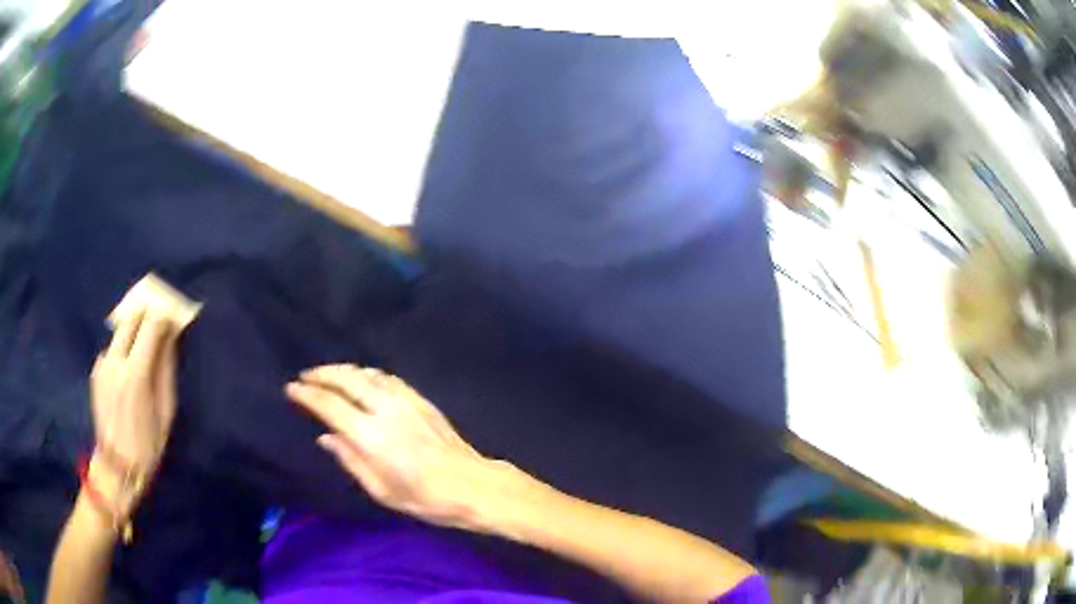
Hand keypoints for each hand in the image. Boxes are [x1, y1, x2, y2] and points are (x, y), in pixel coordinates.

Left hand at [90, 309, 177, 512]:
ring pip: (120, 333)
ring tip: (142, 352)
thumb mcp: (166, 411)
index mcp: (136, 372)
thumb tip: (169, 338)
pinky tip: (126, 373)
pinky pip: (112, 350)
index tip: (173, 320)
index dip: (164, 318)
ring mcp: (102, 364)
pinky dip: (122, 352)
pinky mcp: (95, 370)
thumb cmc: (148, 444)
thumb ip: (166, 369)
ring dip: (133, 335)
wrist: (117, 465)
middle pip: (131, 319)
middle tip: (158, 324)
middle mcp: (115, 360)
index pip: (151, 326)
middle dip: (146, 316)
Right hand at [287, 365, 509, 530]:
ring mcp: (405, 400)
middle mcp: (385, 409)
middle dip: (322, 374)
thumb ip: (350, 460)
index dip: (307, 394)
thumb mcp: (380, 490)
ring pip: (366, 373)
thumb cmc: (423, 497)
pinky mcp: (420, 399)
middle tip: (305, 376)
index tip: (291, 389)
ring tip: (327, 375)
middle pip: (346, 379)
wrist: (470, 485)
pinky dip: (367, 374)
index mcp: (370, 435)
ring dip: (343, 370)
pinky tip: (362, 379)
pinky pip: (387, 378)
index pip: (330, 405)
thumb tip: (325, 437)